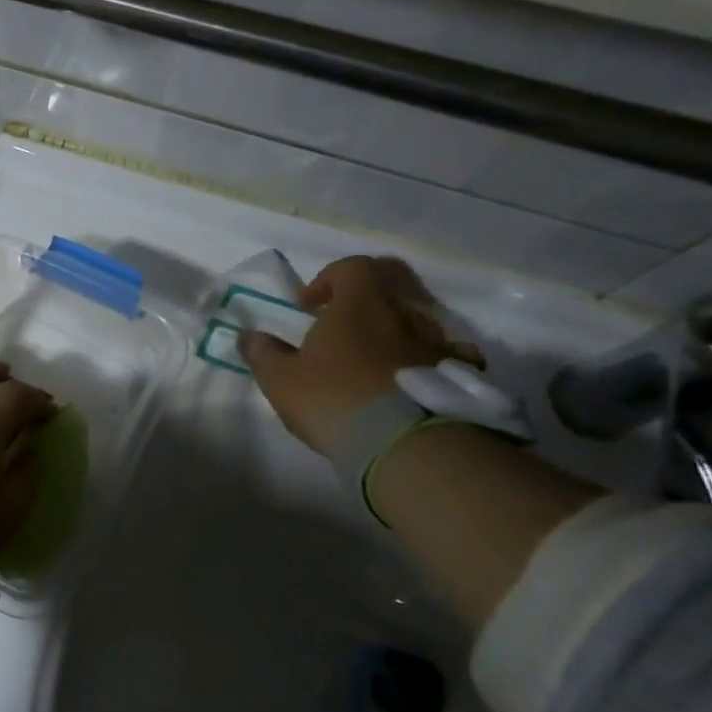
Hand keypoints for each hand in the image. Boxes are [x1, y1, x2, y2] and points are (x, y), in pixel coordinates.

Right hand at [240, 255, 482, 455]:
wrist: (407, 444)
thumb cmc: (333, 399)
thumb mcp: (281, 379)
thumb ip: (263, 353)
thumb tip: (248, 335)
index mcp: (359, 304)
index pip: (351, 267)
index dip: (327, 279)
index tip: (309, 306)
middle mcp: (403, 312)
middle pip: (392, 282)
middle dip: (367, 295)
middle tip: (345, 321)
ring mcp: (438, 341)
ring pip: (421, 317)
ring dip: (397, 327)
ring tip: (377, 356)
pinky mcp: (462, 374)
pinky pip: (451, 352)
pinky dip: (431, 357)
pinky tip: (416, 378)